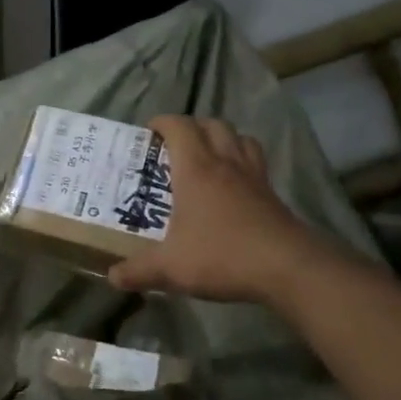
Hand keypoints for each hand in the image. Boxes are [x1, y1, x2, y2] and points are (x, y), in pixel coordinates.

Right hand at [109, 116, 330, 305]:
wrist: (288, 268)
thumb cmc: (221, 256)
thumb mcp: (170, 268)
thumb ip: (138, 271)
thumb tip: (113, 276)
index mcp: (196, 170)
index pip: (179, 127)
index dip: (163, 123)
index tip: (149, 132)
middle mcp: (225, 164)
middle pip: (213, 125)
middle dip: (192, 127)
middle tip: (175, 146)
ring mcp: (254, 177)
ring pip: (240, 139)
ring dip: (222, 139)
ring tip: (207, 157)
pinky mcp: (272, 195)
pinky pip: (256, 163)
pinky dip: (242, 162)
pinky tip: (234, 187)